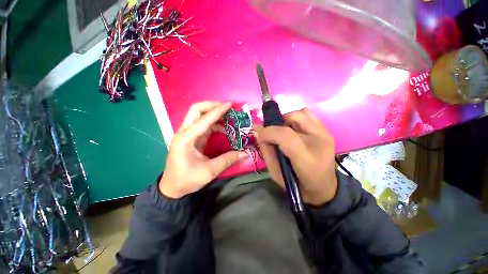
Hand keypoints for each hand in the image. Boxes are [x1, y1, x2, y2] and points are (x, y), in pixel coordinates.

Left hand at [159, 102, 248, 198]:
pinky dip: (214, 123)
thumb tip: (245, 153)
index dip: (218, 111)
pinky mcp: (191, 137)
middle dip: (212, 106)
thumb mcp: (209, 171)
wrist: (172, 188)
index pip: (204, 119)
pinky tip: (223, 128)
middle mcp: (185, 132)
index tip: (230, 104)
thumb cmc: (187, 179)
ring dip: (214, 114)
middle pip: (196, 110)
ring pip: (199, 116)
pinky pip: (203, 125)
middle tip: (227, 107)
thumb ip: (228, 160)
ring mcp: (187, 134)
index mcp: (186, 138)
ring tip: (229, 117)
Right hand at [256, 108, 336, 205]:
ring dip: (286, 120)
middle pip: (293, 118)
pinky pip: (308, 114)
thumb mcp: (275, 173)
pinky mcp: (326, 131)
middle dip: (276, 124)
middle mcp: (319, 142)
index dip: (268, 132)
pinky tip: (293, 129)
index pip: (285, 135)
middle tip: (272, 134)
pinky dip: (296, 118)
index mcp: (307, 159)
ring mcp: (325, 134)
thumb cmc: (297, 184)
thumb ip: (266, 150)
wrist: (323, 188)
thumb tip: (259, 131)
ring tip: (283, 132)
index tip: (260, 136)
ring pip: (300, 113)